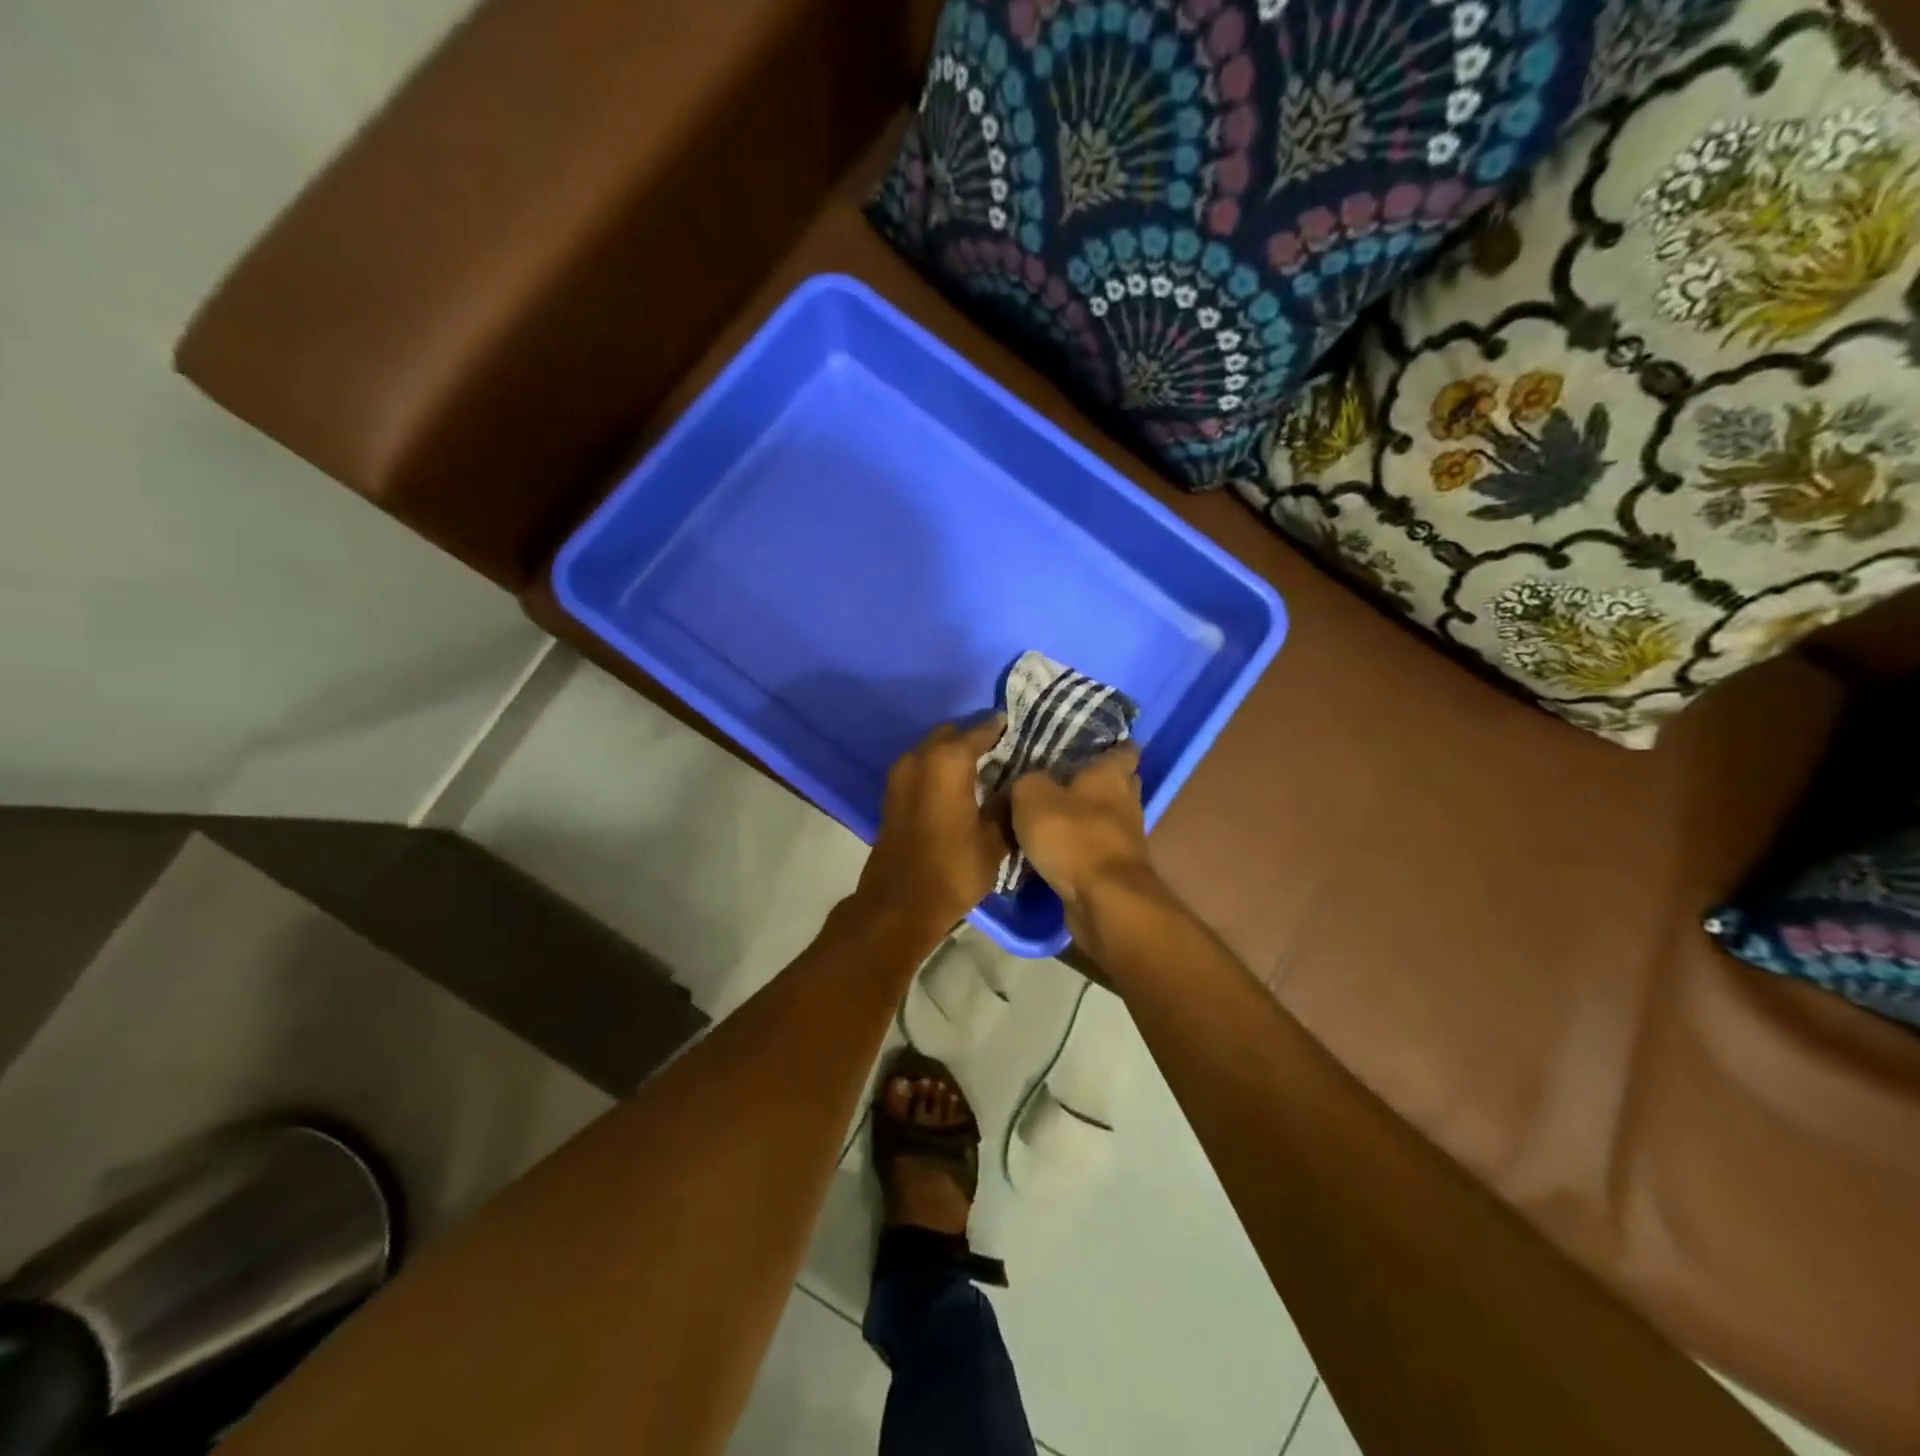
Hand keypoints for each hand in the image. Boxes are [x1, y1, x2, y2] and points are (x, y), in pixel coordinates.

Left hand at [852, 716, 1010, 935]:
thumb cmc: (952, 869)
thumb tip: (1018, 786)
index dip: (999, 728)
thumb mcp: (994, 840)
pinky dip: (939, 767)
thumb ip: (1007, 805)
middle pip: (951, 734)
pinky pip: (921, 766)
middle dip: (974, 737)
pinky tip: (960, 784)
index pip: (979, 730)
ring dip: (954, 752)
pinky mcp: (892, 793)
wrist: (899, 903)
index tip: (1018, 727)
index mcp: (948, 761)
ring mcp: (900, 774)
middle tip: (1002, 748)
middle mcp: (920, 758)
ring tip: (984, 766)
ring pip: (933, 749)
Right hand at [1008, 745, 1156, 919]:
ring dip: (1087, 816)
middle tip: (1062, 777)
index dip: (1109, 744)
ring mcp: (1126, 837)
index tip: (1087, 744)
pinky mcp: (1118, 868)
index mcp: (1112, 774)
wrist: (1104, 900)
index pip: (1123, 749)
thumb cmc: (1073, 837)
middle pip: (1118, 782)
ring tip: (1052, 813)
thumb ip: (1027, 781)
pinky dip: (1082, 845)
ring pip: (1107, 816)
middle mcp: (1126, 801)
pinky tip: (1057, 847)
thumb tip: (1027, 780)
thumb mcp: (1032, 797)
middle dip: (1096, 780)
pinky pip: (1098, 847)